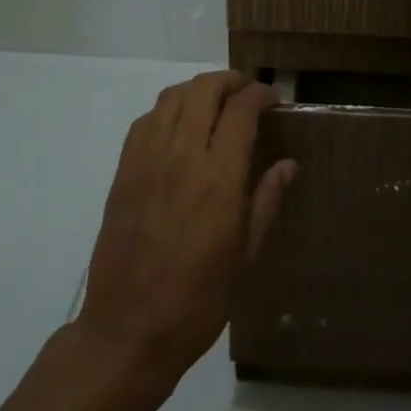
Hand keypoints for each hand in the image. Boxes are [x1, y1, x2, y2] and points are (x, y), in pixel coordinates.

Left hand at [76, 72, 296, 387]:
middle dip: (230, 81)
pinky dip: (168, 110)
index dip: (261, 95)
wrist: (130, 329)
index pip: (241, 110)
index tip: (274, 99)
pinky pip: (146, 121)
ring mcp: (146, 160)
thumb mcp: (246, 254)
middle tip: (248, 93)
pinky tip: (180, 127)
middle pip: (204, 90)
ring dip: (198, 89)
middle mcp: (181, 156)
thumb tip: (287, 164)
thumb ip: (266, 200)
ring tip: (216, 103)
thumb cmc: (199, 299)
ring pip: (172, 97)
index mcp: (218, 177)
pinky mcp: (123, 171)